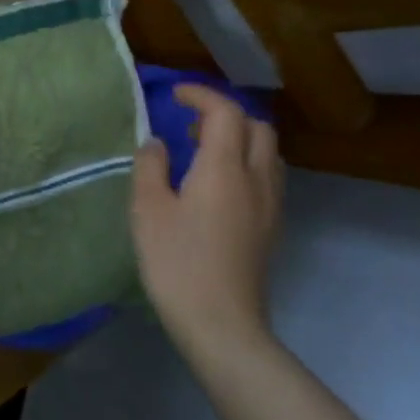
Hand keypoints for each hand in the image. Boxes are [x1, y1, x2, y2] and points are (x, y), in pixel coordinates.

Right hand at [131, 84, 283, 364]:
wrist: (221, 323)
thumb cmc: (176, 262)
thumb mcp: (147, 210)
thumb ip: (150, 167)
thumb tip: (157, 144)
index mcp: (224, 168)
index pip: (225, 112)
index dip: (201, 95)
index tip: (174, 96)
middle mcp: (256, 179)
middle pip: (257, 128)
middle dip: (226, 115)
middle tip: (191, 125)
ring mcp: (270, 206)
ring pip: (268, 153)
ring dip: (240, 140)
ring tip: (203, 153)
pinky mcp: (271, 229)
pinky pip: (268, 178)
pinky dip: (246, 164)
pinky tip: (218, 187)